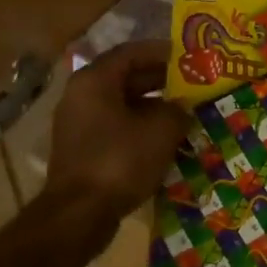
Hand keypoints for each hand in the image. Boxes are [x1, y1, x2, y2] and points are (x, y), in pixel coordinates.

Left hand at [45, 40, 191, 221]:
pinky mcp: (81, 149)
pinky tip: (162, 140)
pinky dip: (138, 127)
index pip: (130, 52)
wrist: (79, 214)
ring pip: (120, 104)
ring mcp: (77, 123)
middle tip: (189, 84)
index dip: (161, 52)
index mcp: (95, 80)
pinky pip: (114, 126)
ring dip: (150, 106)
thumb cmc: (120, 160)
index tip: (186, 56)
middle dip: (158, 80)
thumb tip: (182, 106)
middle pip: (124, 77)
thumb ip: (177, 110)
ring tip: (182, 112)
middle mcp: (80, 94)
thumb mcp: (161, 130)